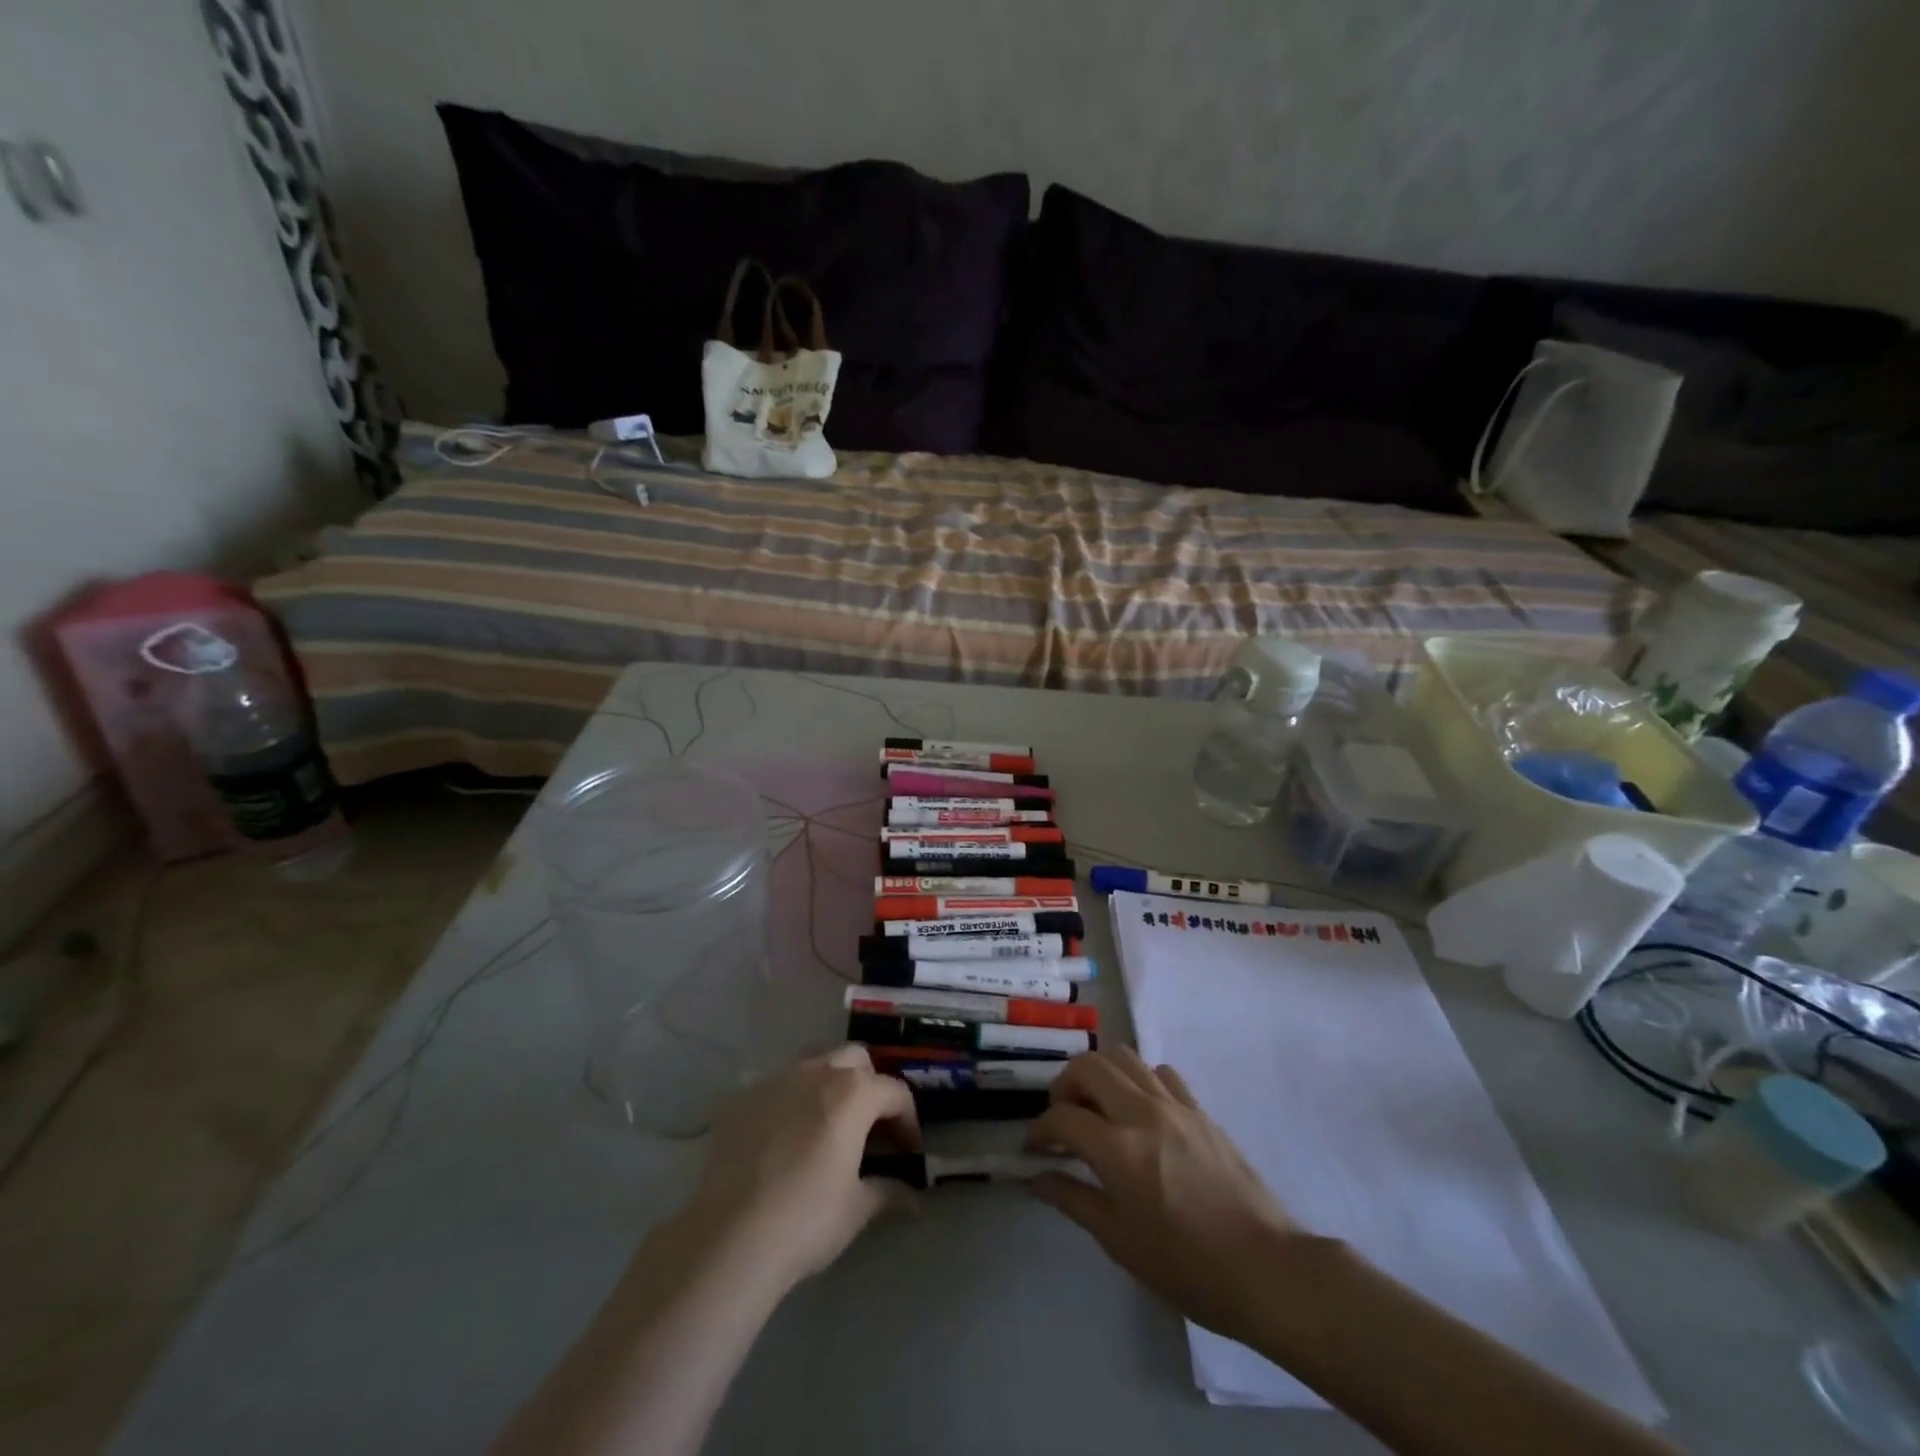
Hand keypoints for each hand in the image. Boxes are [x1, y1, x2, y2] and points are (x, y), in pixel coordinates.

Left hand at [689, 1044, 920, 1293]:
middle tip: (869, 1127)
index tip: (908, 1151)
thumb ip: (888, 1191)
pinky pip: (778, 1086)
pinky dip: (792, 1101)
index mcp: (853, 1092)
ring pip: (815, 1064)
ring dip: (830, 1084)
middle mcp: (818, 1072)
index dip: (908, 1120)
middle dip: (870, 1085)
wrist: (729, 1237)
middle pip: (856, 1060)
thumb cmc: (806, 1220)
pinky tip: (785, 1137)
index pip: (894, 1092)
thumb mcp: (856, 1208)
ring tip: (829, 1124)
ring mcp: (777, 1080)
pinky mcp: (743, 1098)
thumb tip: (914, 1198)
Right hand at [1026, 1049, 1296, 1343]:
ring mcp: (1174, 1104)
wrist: (1264, 1268)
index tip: (1033, 1147)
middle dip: (1064, 1084)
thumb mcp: (1120, 1242)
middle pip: (1088, 1066)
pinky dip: (1138, 1079)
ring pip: (1124, 1056)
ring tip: (1096, 1104)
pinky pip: (1159, 1072)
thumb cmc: (1187, 1267)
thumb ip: (1073, 1200)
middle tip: (1062, 1115)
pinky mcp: (1199, 1108)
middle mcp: (1142, 1112)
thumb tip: (1036, 1179)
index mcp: (1118, 1149)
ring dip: (1099, 1073)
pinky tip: (1139, 1108)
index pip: (1062, 1118)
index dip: (1039, 1129)